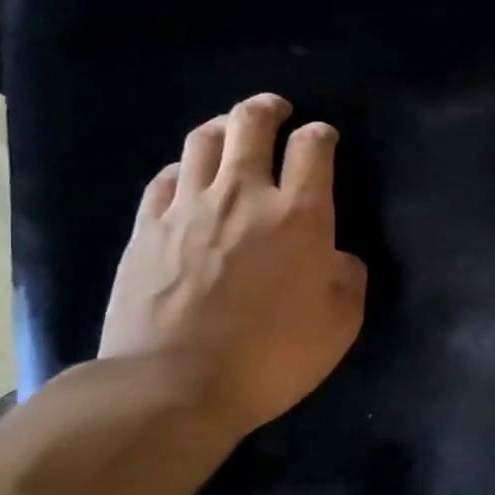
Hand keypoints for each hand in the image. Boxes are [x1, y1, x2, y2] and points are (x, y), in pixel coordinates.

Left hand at [99, 94, 366, 439]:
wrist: (173, 385)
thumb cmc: (271, 356)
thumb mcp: (340, 324)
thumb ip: (347, 277)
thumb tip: (336, 256)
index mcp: (298, 215)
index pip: (313, 148)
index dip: (322, 134)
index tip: (324, 138)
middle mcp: (243, 195)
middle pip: (250, 123)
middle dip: (268, 108)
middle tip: (278, 111)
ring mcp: (188, 207)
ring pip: (202, 139)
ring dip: (223, 126)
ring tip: (232, 131)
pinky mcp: (147, 228)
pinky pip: (166, 177)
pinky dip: (185, 168)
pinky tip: (189, 177)